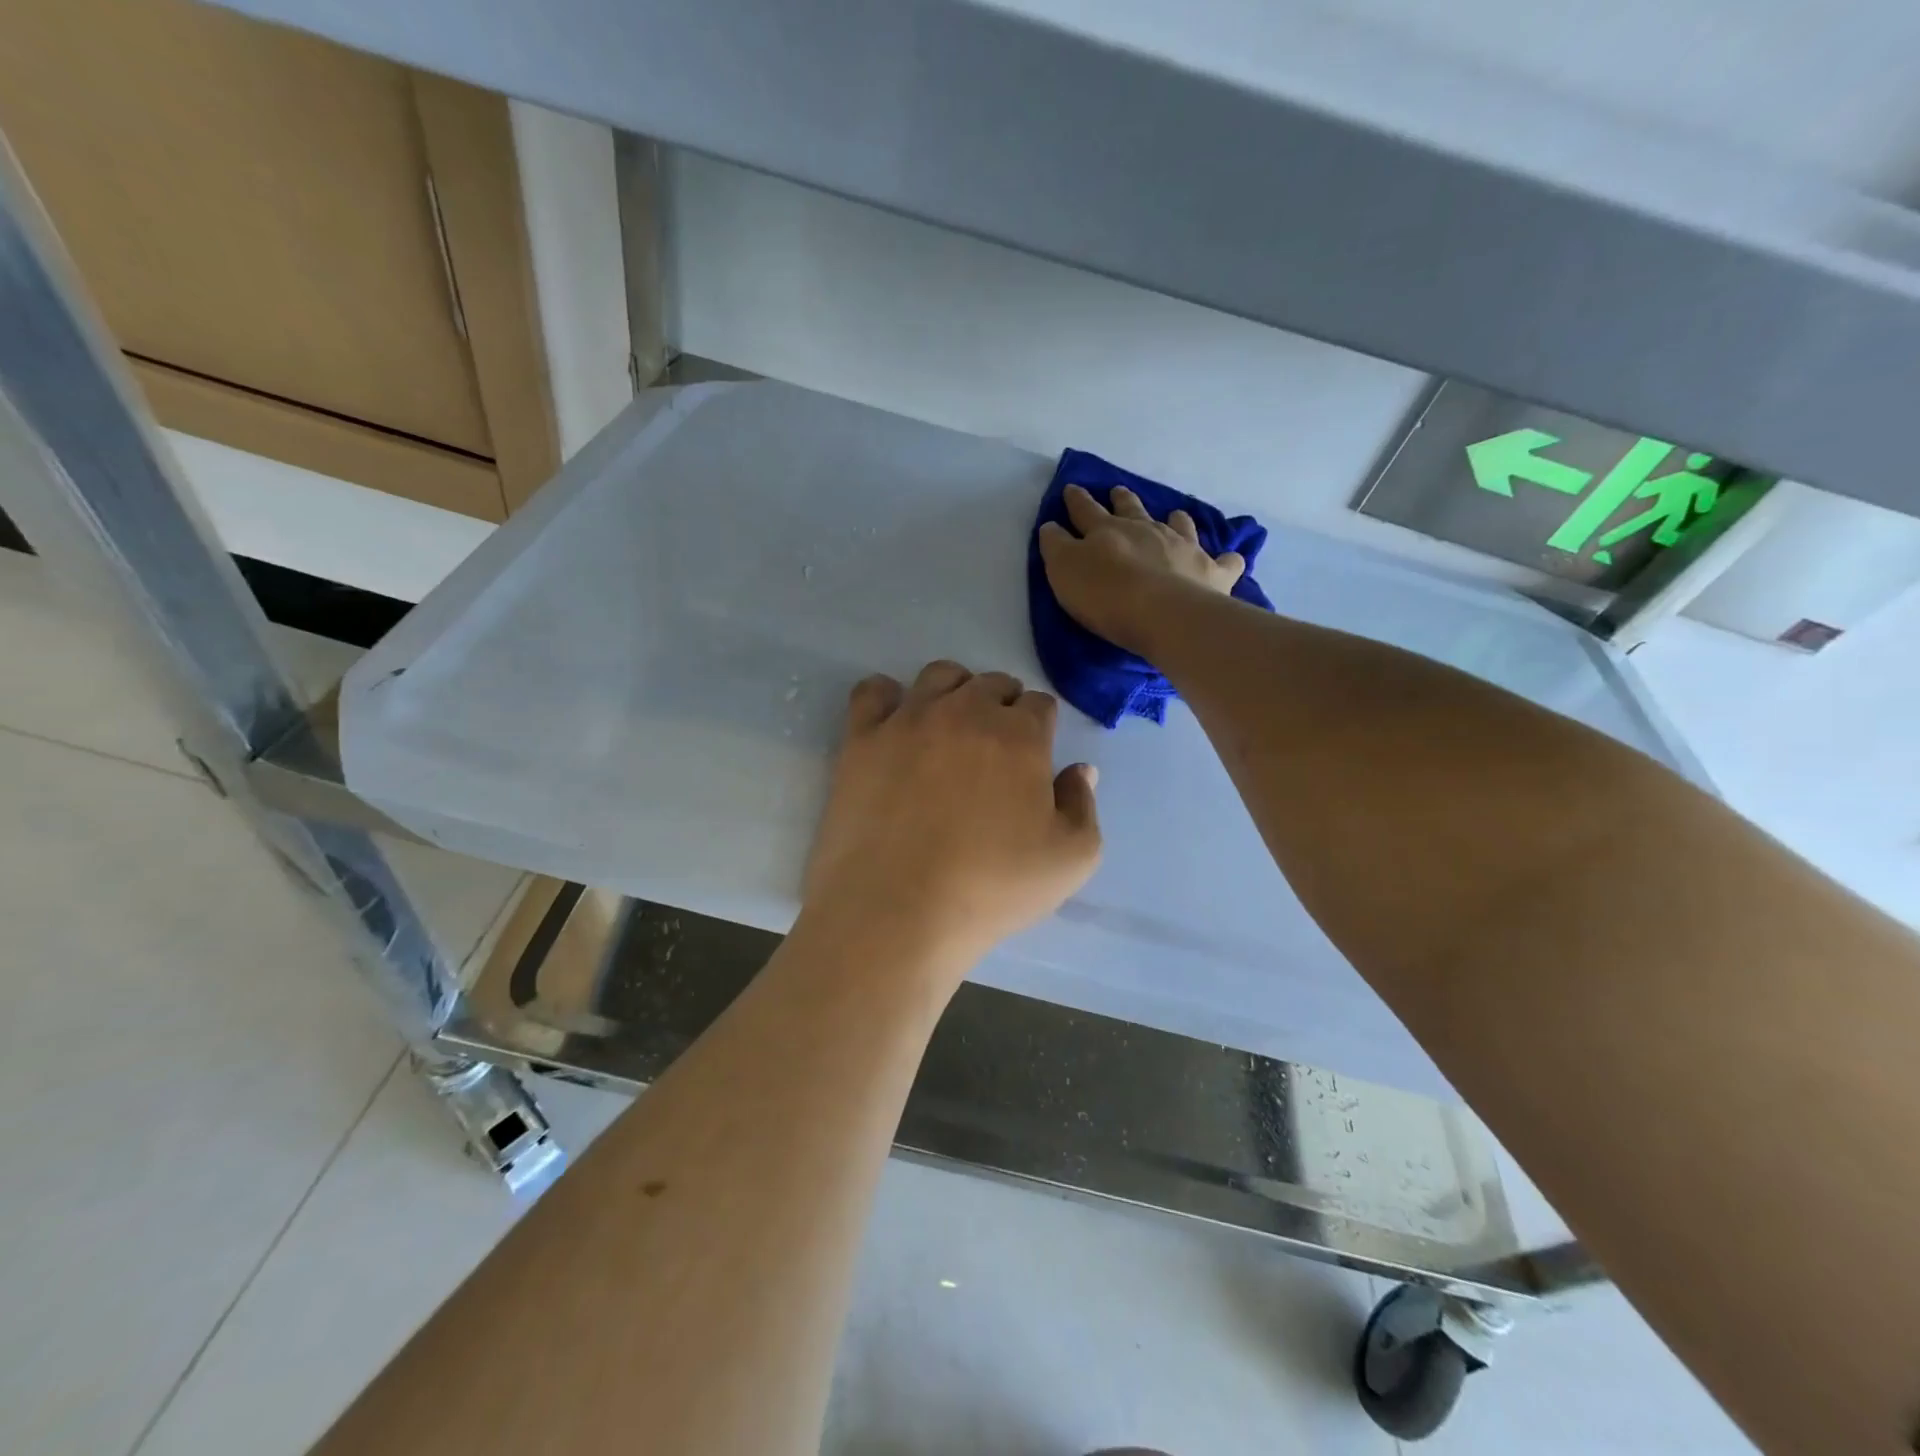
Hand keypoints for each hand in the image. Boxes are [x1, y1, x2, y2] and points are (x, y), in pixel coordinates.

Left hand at [803, 660, 1101, 978]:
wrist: (897, 911)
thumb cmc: (991, 889)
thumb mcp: (1071, 861)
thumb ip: (1083, 805)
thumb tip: (1079, 769)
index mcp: (1019, 735)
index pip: (1039, 704)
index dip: (1041, 726)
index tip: (1033, 756)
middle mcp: (965, 711)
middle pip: (992, 683)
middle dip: (1002, 706)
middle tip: (994, 749)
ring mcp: (908, 720)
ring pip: (939, 676)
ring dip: (954, 691)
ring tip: (949, 728)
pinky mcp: (862, 738)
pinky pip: (872, 691)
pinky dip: (886, 697)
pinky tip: (894, 723)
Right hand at [1037, 483, 1245, 656]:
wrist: (1162, 614)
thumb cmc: (1105, 595)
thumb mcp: (1064, 570)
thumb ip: (1056, 546)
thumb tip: (1052, 526)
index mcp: (1107, 530)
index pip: (1086, 510)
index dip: (1076, 500)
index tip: (1072, 489)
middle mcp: (1147, 530)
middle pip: (1132, 509)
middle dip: (1122, 499)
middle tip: (1118, 490)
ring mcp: (1183, 547)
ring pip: (1179, 524)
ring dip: (1175, 518)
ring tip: (1175, 514)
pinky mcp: (1212, 571)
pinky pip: (1225, 561)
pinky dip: (1227, 559)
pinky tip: (1230, 559)